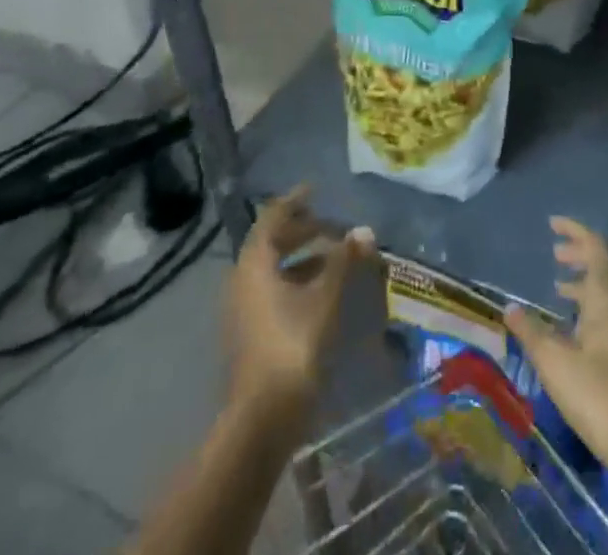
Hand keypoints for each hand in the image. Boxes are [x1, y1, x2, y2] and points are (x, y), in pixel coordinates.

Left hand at [224, 188, 371, 433]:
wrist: (262, 417)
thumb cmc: (293, 344)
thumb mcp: (325, 296)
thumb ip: (343, 260)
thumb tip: (364, 231)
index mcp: (254, 263)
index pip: (272, 217)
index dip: (294, 200)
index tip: (315, 189)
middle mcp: (242, 280)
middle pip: (272, 243)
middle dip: (303, 231)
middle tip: (333, 227)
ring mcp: (244, 309)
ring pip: (273, 269)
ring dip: (303, 258)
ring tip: (335, 258)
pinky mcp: (251, 333)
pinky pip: (273, 291)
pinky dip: (297, 281)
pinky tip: (322, 292)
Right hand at [506, 218, 607, 510]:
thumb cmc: (597, 395)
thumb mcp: (554, 362)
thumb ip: (531, 331)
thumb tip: (510, 308)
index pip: (595, 247)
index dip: (574, 231)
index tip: (553, 224)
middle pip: (607, 264)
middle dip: (581, 254)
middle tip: (556, 255)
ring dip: (589, 281)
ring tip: (562, 289)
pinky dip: (600, 303)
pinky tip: (582, 327)